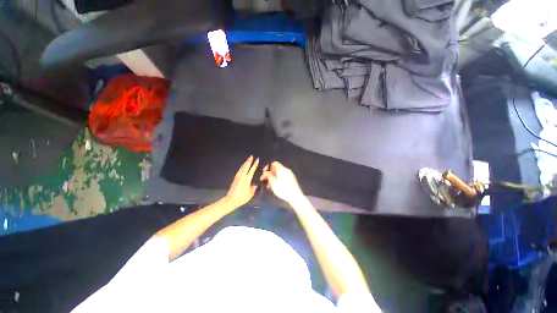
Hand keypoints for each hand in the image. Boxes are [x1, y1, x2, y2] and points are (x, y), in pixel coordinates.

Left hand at [224, 156, 258, 207]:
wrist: (231, 199)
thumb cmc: (242, 197)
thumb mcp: (250, 193)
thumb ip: (253, 188)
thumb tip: (255, 184)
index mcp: (247, 179)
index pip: (252, 170)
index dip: (255, 164)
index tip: (257, 159)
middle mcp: (242, 176)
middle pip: (246, 166)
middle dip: (249, 161)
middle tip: (251, 156)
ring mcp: (238, 177)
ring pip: (242, 168)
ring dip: (245, 163)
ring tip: (247, 160)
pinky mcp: (235, 179)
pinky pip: (239, 170)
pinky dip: (241, 167)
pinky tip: (242, 167)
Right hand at [260, 162, 305, 204]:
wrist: (295, 196)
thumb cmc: (283, 189)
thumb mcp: (273, 182)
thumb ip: (268, 175)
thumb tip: (265, 172)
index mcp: (282, 169)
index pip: (274, 163)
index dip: (268, 167)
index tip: (264, 173)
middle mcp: (286, 170)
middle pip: (276, 169)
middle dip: (270, 174)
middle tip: (265, 180)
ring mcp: (290, 175)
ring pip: (279, 174)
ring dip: (273, 178)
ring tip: (269, 186)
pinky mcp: (292, 180)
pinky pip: (283, 177)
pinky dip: (278, 180)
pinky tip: (275, 187)